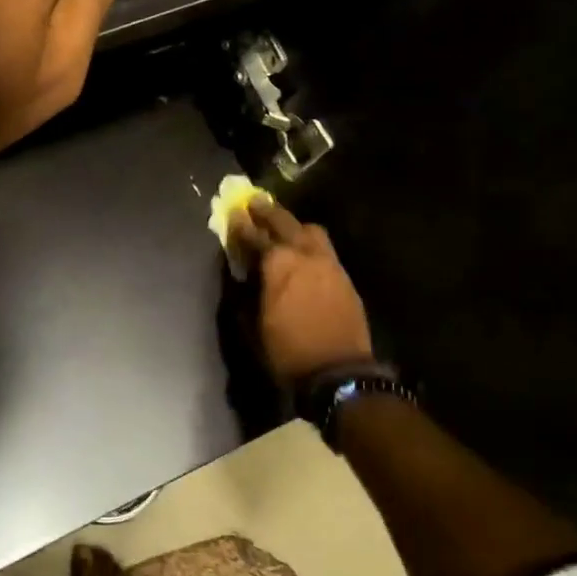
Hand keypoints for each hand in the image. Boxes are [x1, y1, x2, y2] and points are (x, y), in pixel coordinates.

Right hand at [227, 198, 373, 385]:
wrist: (338, 371)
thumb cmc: (287, 350)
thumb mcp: (253, 323)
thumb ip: (247, 290)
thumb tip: (244, 274)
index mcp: (278, 264)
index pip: (254, 236)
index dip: (240, 225)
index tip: (232, 214)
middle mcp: (305, 255)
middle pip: (285, 223)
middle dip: (268, 212)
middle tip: (255, 203)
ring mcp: (329, 264)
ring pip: (311, 231)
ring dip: (294, 226)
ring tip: (284, 228)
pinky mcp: (344, 277)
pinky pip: (325, 250)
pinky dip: (310, 245)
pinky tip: (304, 254)